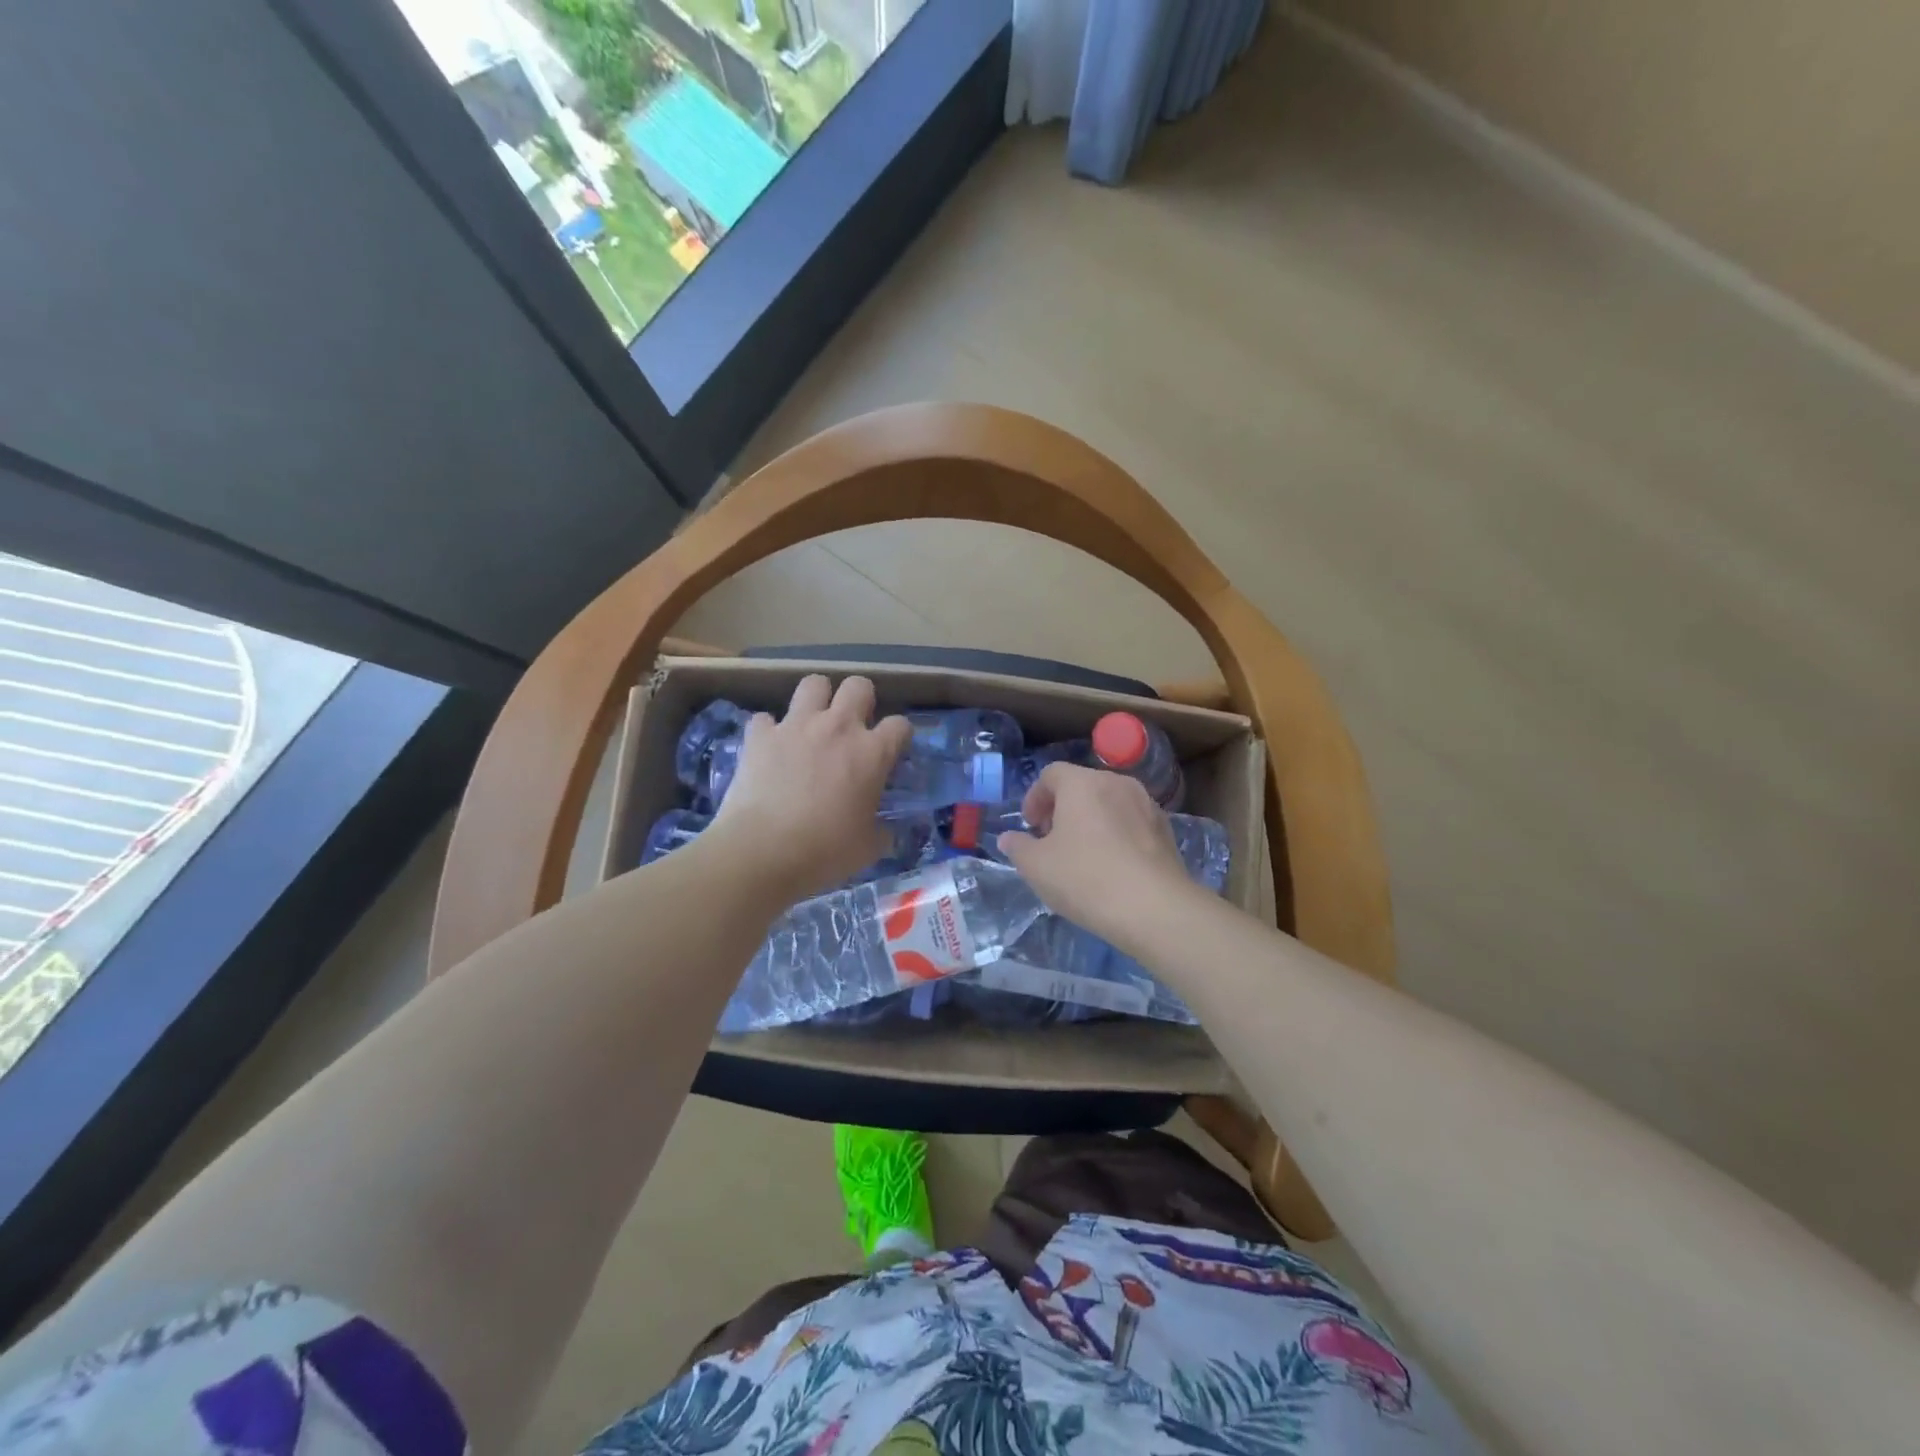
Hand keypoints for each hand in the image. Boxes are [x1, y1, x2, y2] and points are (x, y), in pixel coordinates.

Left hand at [707, 675, 910, 905]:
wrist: (761, 852)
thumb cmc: (825, 852)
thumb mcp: (869, 848)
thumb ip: (882, 830)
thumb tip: (885, 830)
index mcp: (872, 753)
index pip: (900, 725)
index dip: (899, 735)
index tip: (893, 750)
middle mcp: (837, 728)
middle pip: (858, 686)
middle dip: (860, 700)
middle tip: (853, 726)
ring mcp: (796, 726)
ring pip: (813, 683)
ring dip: (817, 699)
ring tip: (813, 723)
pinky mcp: (759, 735)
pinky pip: (765, 718)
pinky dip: (769, 731)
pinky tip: (770, 749)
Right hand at [996, 763, 1197, 948]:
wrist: (1154, 908)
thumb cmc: (1086, 878)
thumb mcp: (1036, 867)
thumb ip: (1018, 847)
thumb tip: (1009, 838)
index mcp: (1083, 783)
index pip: (1051, 774)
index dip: (1035, 797)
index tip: (1030, 827)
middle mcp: (1117, 783)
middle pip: (1082, 786)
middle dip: (1062, 809)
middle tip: (1052, 841)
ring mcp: (1147, 805)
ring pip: (1109, 803)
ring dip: (1091, 821)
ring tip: (1082, 855)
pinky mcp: (1165, 830)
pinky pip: (1131, 822)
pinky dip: (1116, 834)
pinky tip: (1112, 867)